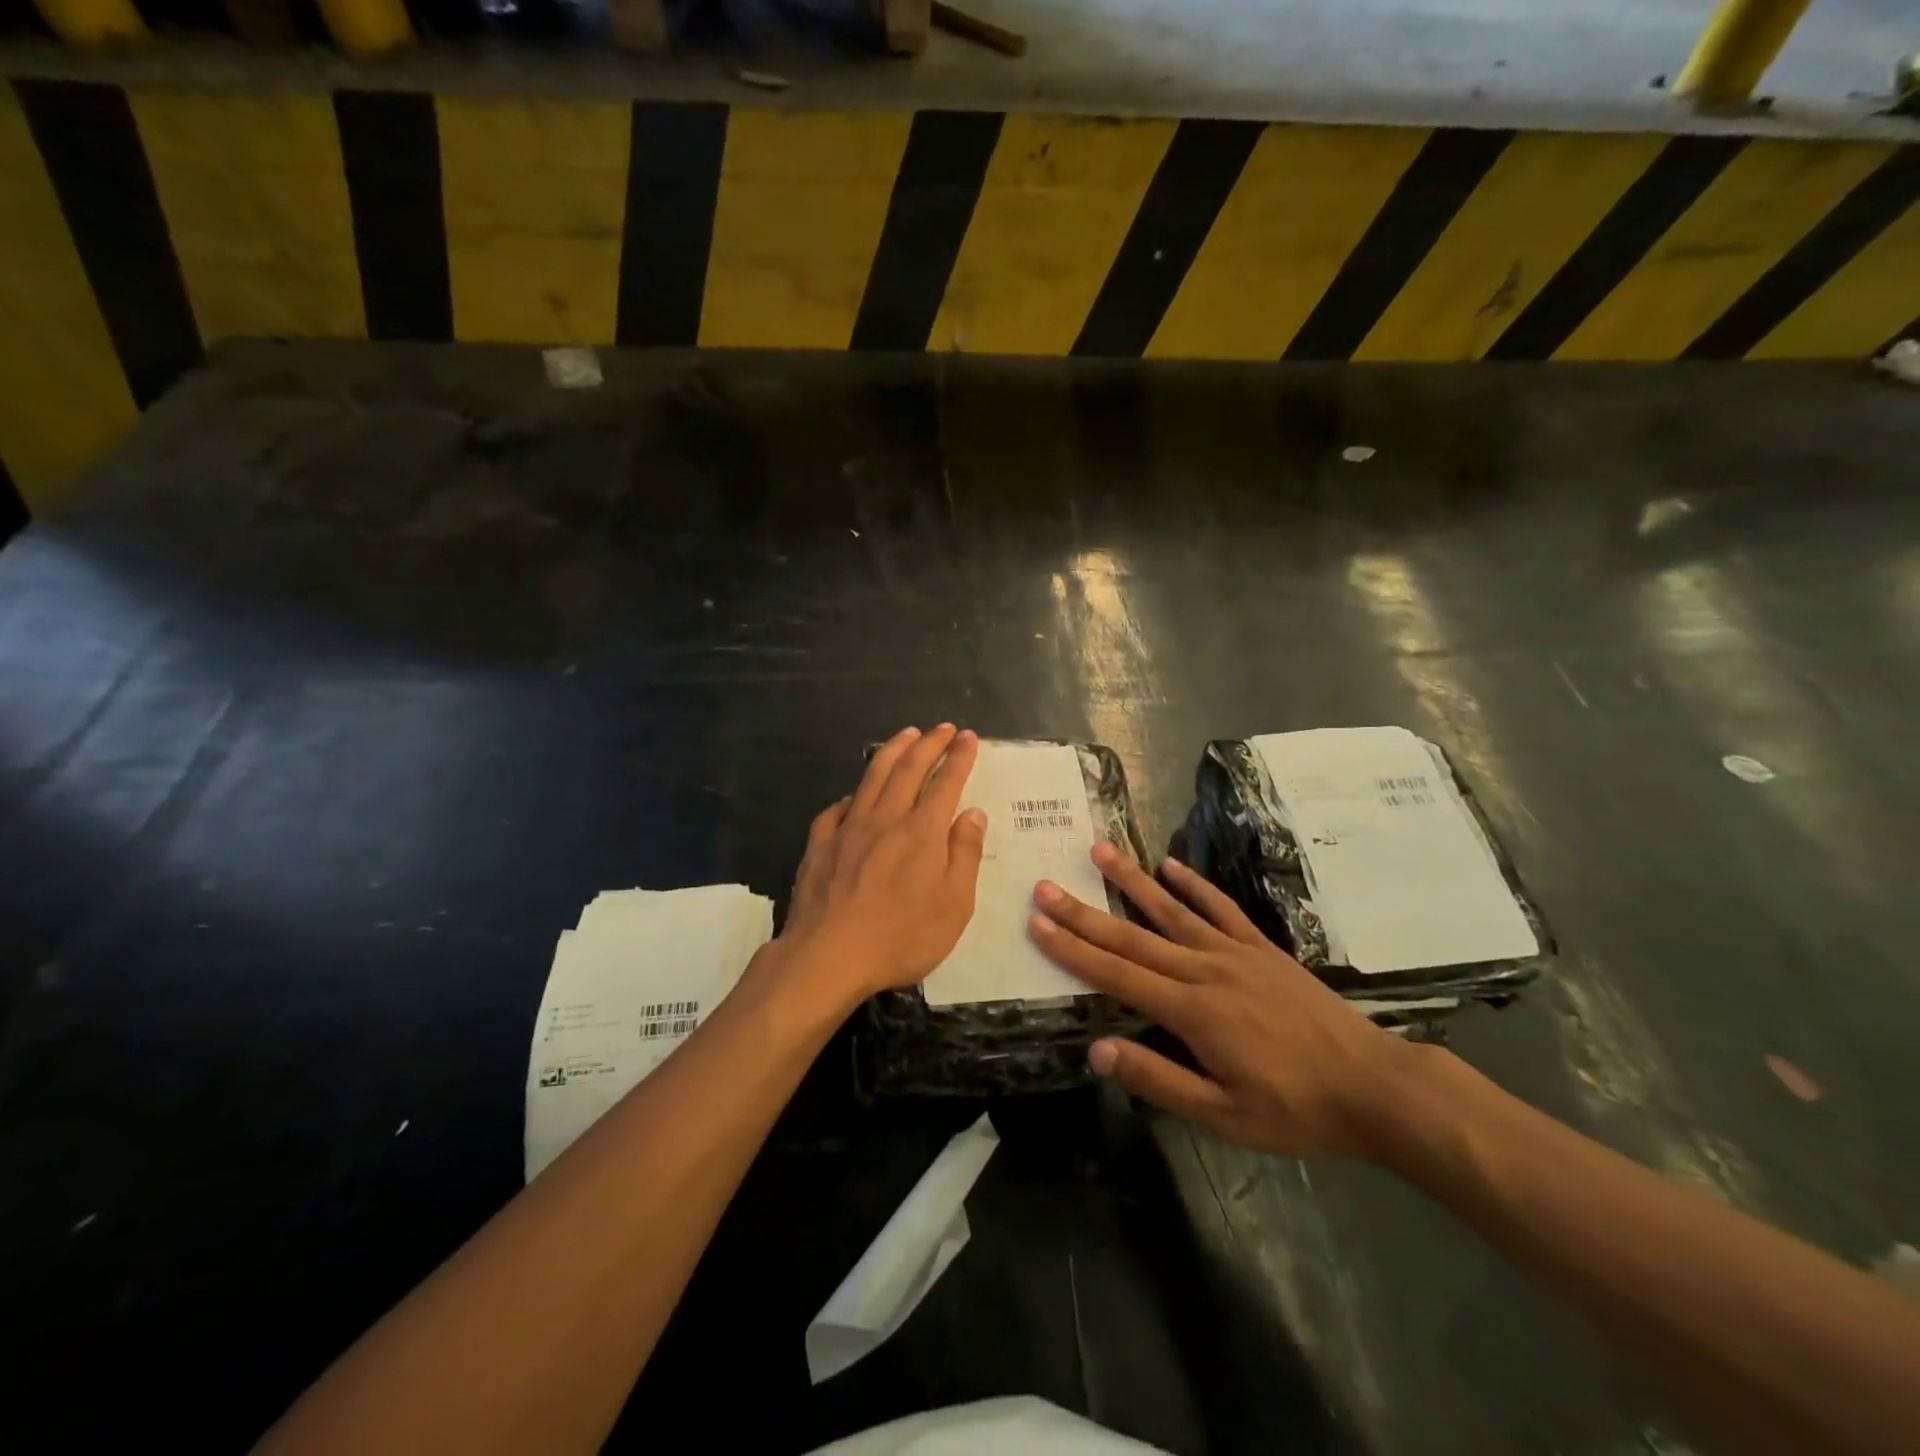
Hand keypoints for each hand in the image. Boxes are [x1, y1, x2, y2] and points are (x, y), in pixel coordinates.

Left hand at [775, 724, 987, 1007]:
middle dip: (929, 743)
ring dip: (892, 752)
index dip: (959, 757)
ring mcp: (848, 830)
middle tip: (943, 728)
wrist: (828, 957)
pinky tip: (853, 797)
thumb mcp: (954, 905)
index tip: (968, 738)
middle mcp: (885, 819)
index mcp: (922, 832)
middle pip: (908, 769)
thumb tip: (972, 814)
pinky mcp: (819, 846)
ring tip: (905, 735)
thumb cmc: (901, 937)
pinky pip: (836, 810)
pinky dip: (851, 796)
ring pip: (872, 778)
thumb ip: (964, 855)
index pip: (945, 782)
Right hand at [1029, 844, 1424, 1159]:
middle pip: (1132, 937)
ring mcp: (1234, 953)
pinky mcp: (1260, 948)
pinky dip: (1193, 885)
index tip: (1037, 924)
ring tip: (1098, 850)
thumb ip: (1159, 1079)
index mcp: (1191, 1012)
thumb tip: (1098, 1050)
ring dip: (1131, 880)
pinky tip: (1170, 865)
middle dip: (1084, 912)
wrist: (1373, 1086)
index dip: (1073, 949)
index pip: (1117, 975)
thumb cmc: (1294, 1109)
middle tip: (1046, 885)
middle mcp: (1204, 970)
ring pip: (1170, 910)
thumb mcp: (1223, 1115)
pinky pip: (1220, 908)